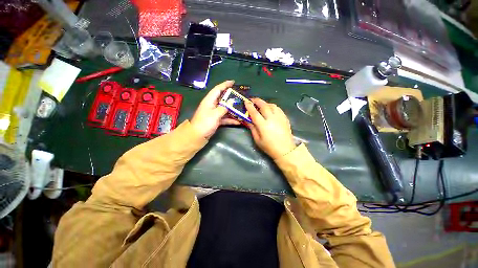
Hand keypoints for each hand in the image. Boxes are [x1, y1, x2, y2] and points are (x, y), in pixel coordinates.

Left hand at [191, 80, 240, 138]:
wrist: (197, 136)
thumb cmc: (205, 123)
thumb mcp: (215, 114)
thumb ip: (224, 108)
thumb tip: (231, 103)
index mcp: (209, 100)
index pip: (218, 89)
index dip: (225, 84)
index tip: (233, 82)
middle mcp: (212, 105)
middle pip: (223, 99)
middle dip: (231, 97)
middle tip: (240, 96)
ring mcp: (214, 113)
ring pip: (225, 109)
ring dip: (233, 109)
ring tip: (242, 108)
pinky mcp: (216, 120)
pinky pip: (225, 118)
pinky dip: (231, 119)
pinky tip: (238, 121)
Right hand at [245, 98, 295, 158]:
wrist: (285, 150)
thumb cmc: (269, 147)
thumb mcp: (257, 140)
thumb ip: (252, 128)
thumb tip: (247, 120)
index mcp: (263, 125)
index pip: (255, 113)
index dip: (249, 106)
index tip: (246, 102)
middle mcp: (272, 119)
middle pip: (264, 106)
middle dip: (257, 101)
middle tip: (252, 100)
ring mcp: (280, 117)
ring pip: (272, 105)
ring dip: (265, 103)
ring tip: (261, 105)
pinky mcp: (285, 118)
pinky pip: (278, 109)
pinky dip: (272, 106)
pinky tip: (270, 109)